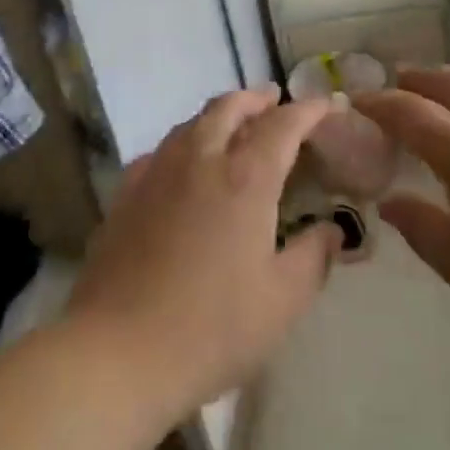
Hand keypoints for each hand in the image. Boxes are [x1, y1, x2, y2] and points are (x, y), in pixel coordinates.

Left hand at [65, 89, 343, 421]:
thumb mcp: (281, 302)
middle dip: (257, 98)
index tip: (326, 104)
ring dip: (221, 113)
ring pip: (193, 122)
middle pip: (230, 107)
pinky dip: (186, 141)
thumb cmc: (211, 328)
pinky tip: (185, 163)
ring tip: (235, 123)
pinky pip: (163, 148)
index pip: (283, 125)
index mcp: (245, 178)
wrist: (117, 351)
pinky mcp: (127, 191)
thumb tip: (332, 230)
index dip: (308, 110)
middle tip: (275, 100)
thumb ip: (313, 258)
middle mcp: (201, 159)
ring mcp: (158, 171)